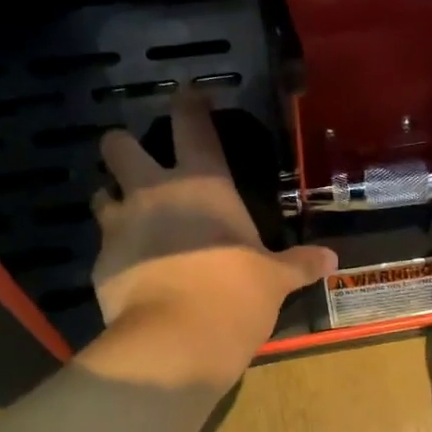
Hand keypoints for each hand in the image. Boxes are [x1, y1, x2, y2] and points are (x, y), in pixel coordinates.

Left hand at [90, 92, 336, 386]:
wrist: (179, 339)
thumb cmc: (237, 294)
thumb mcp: (275, 279)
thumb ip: (299, 264)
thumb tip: (332, 259)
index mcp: (203, 183)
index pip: (191, 124)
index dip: (188, 103)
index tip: (187, 93)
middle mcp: (154, 192)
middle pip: (119, 146)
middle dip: (122, 147)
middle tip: (137, 163)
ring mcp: (120, 225)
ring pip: (100, 193)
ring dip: (112, 200)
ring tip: (129, 219)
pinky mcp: (100, 263)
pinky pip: (103, 247)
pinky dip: (115, 254)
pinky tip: (131, 272)